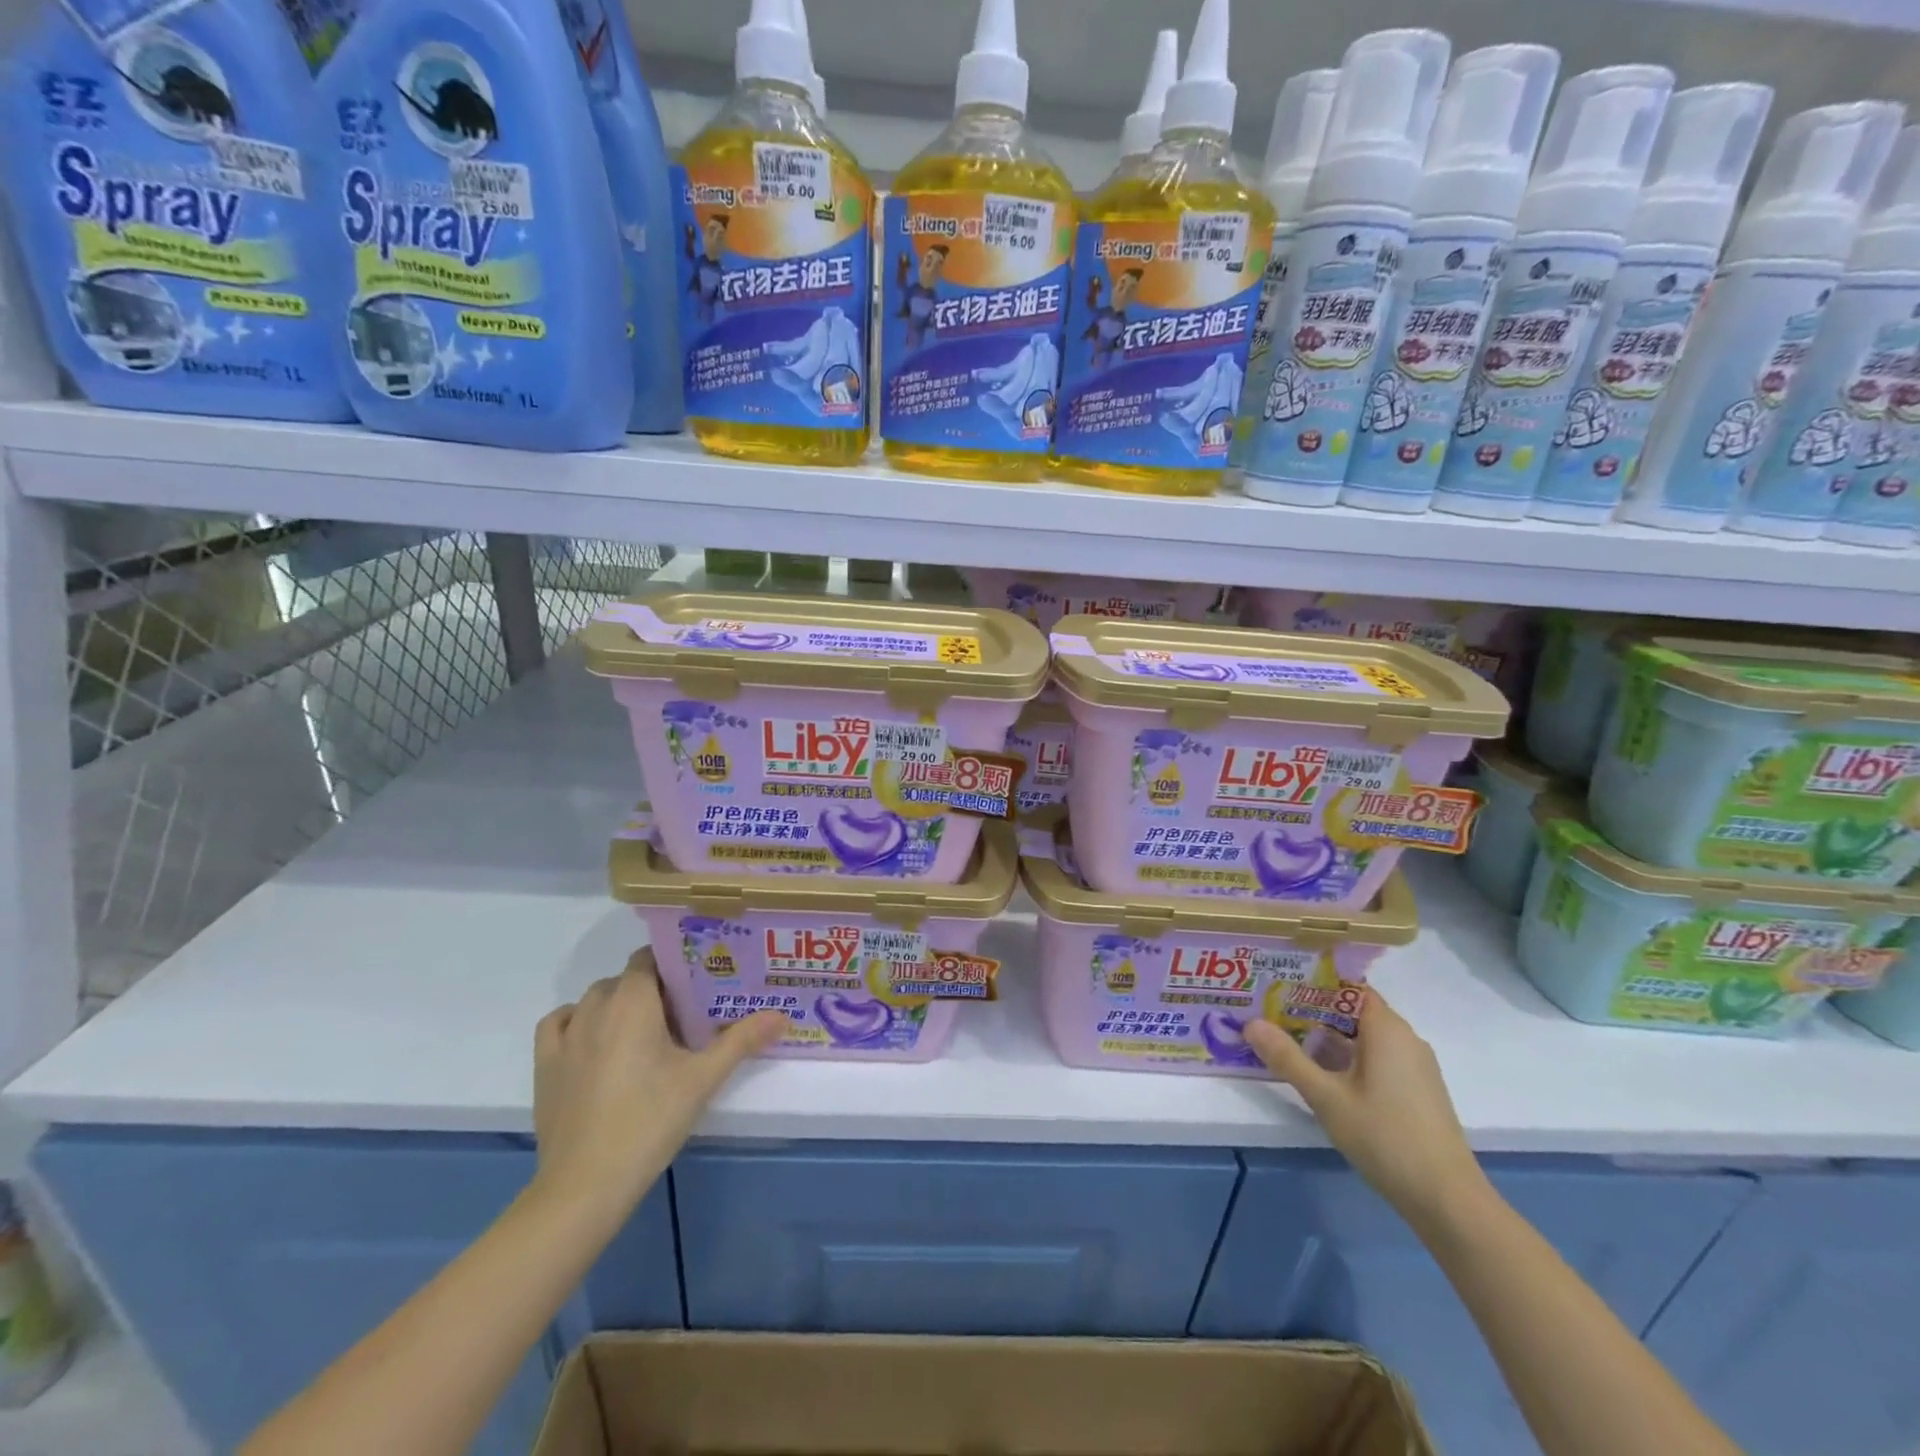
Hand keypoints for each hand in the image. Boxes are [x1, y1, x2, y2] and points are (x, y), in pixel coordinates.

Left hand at [531, 949, 785, 1230]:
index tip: (699, 982)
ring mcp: (565, 1036)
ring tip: (645, 1031)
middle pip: (626, 979)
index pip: (649, 959)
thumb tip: (782, 1015)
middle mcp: (595, 1007)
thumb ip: (742, 1040)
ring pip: (595, 999)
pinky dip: (578, 1021)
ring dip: (619, 1004)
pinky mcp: (545, 1065)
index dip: (674, 964)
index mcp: (633, 1002)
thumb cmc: (649, 1120)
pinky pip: (561, 1023)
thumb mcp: (703, 1079)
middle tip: (684, 1014)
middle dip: (653, 988)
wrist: (585, 1185)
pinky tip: (595, 1041)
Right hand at [1245, 991, 1491, 1233]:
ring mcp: (1415, 1066)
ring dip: (1329, 1036)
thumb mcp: (1325, 1097)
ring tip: (1288, 1041)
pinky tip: (1324, 1075)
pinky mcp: (1418, 1090)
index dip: (1313, 983)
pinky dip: (1349, 1057)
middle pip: (1354, 1010)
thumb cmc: (1384, 1137)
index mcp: (1386, 1028)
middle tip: (1272, 1014)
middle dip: (1313, 1010)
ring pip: (1365, 1036)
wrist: (1447, 1200)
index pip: (1348, 986)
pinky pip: (1378, 1057)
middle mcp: (1405, 1038)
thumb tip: (1250, 1023)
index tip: (1277, 986)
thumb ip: (1287, 1057)